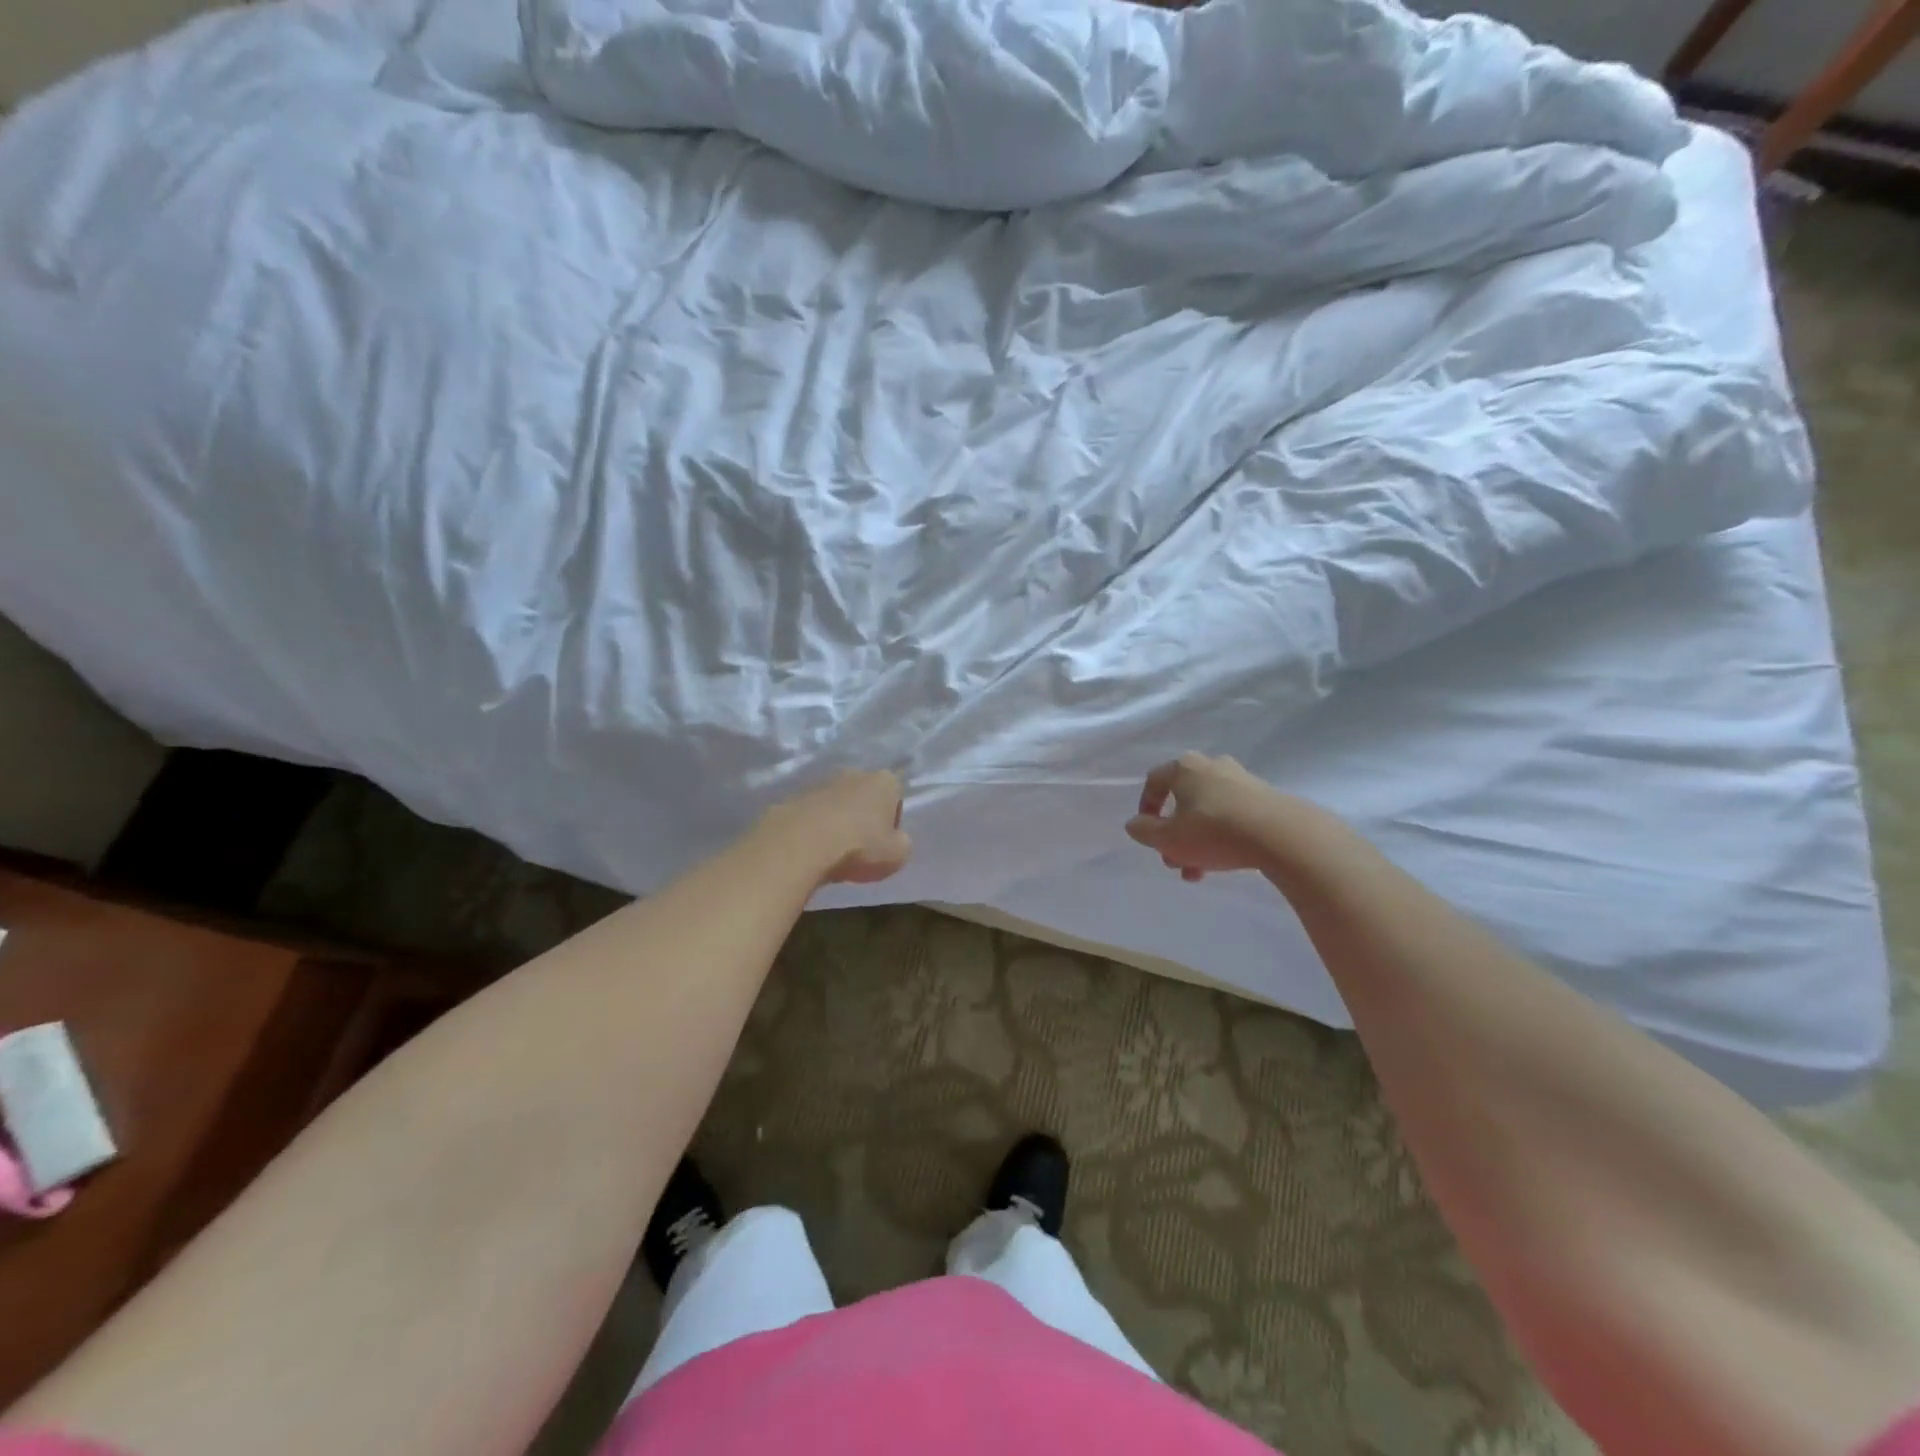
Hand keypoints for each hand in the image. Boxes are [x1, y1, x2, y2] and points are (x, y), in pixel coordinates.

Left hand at [765, 770, 912, 885]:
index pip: (897, 797)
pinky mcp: (795, 797)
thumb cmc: (859, 847)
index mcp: (884, 781)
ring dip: (838, 822)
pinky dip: (814, 829)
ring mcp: (822, 783)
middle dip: (864, 818)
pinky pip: (813, 814)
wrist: (801, 844)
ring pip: (837, 804)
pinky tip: (812, 850)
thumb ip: (902, 844)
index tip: (885, 843)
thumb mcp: (897, 855)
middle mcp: (854, 774)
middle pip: (865, 797)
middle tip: (861, 848)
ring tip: (833, 852)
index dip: (893, 821)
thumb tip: (896, 840)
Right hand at [1126, 753, 1280, 881]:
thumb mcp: (1168, 838)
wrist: (1282, 835)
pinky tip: (1225, 860)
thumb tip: (1135, 824)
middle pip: (1183, 800)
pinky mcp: (1266, 798)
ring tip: (1199, 871)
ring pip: (1208, 811)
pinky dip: (1223, 836)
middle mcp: (1212, 766)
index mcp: (1184, 768)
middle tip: (1175, 861)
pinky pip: (1233, 816)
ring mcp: (1242, 780)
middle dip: (1174, 833)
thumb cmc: (1214, 831)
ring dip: (1197, 840)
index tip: (1147, 833)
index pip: (1154, 780)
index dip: (1146, 807)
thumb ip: (1144, 831)